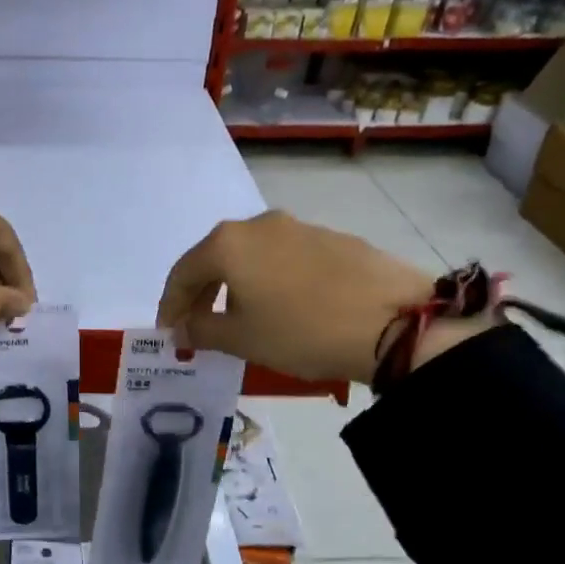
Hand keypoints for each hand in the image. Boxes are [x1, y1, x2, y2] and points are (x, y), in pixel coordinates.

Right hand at [156, 211, 450, 383]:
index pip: (183, 273)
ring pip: (252, 256)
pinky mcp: (333, 238)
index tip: (169, 334)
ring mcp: (299, 227)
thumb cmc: (301, 330)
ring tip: (241, 318)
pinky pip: (285, 258)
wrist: (395, 322)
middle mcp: (259, 224)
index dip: (170, 305)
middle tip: (198, 326)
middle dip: (202, 293)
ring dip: (237, 285)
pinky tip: (284, 307)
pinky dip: (271, 280)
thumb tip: (181, 329)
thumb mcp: (242, 339)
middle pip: (215, 258)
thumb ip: (201, 330)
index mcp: (228, 243)